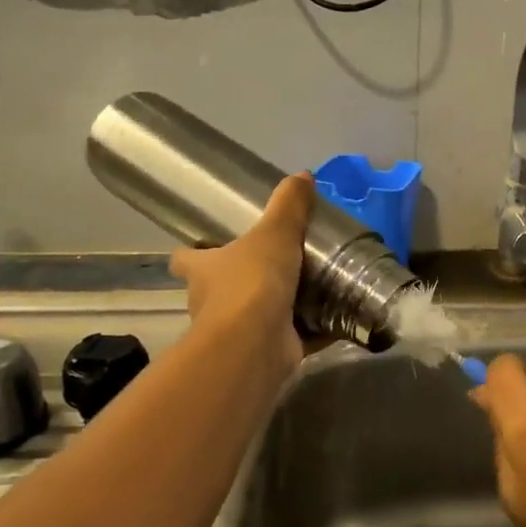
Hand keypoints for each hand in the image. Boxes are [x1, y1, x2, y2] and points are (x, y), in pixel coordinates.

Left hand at [169, 173, 312, 380]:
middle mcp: (213, 302)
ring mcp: (238, 332)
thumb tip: (302, 174)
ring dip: (278, 306)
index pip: (186, 259)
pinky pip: (295, 336)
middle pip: (220, 288)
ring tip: (313, 287)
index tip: (208, 245)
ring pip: (256, 315)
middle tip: (277, 262)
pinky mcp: (268, 352)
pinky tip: (339, 318)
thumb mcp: (274, 233)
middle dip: (243, 279)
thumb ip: (289, 206)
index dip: (193, 252)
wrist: (255, 345)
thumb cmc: (251, 283)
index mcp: (204, 271)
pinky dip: (314, 330)